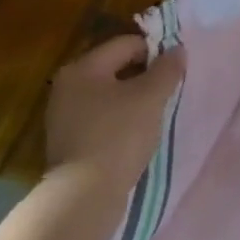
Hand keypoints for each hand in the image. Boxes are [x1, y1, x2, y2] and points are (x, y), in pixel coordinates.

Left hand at [42, 36, 183, 193]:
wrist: (84, 196)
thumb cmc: (118, 135)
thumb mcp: (150, 97)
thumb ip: (167, 69)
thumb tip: (177, 50)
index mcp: (83, 67)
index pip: (126, 44)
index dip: (156, 52)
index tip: (175, 71)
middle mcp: (67, 86)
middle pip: (115, 68)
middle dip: (144, 76)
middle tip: (168, 92)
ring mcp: (63, 116)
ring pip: (108, 95)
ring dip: (132, 99)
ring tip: (155, 114)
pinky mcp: (67, 142)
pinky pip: (100, 118)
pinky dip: (119, 120)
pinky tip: (135, 135)